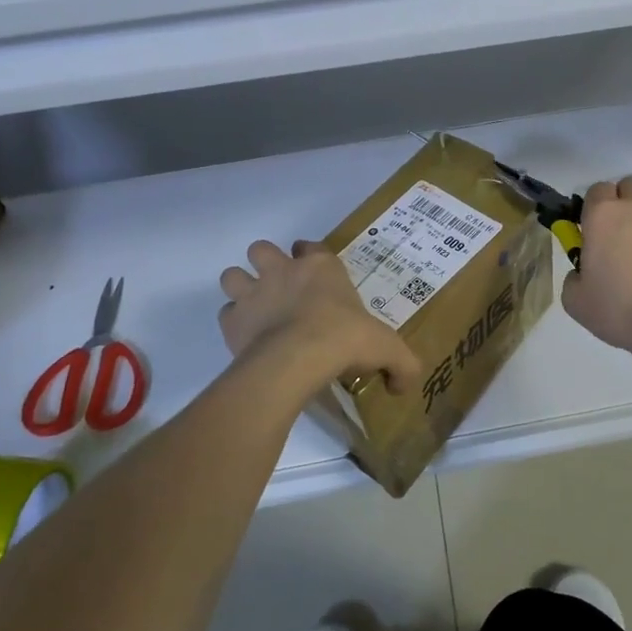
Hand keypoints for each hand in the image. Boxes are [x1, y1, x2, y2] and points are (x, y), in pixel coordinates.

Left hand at [219, 240, 422, 395]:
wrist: (298, 358)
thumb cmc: (345, 339)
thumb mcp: (387, 349)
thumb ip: (401, 364)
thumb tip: (405, 385)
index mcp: (321, 266)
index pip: (310, 245)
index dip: (309, 255)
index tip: (315, 275)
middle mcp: (283, 270)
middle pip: (262, 249)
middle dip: (266, 263)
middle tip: (280, 288)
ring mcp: (253, 292)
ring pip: (233, 274)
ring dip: (242, 287)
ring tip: (256, 309)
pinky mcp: (232, 320)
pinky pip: (226, 314)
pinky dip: (234, 323)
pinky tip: (248, 338)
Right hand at [561, 176, 631, 358]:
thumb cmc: (620, 309)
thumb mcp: (576, 301)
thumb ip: (573, 277)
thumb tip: (583, 271)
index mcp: (602, 215)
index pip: (596, 190)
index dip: (595, 207)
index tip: (595, 229)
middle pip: (629, 185)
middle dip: (624, 201)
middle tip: (622, 232)